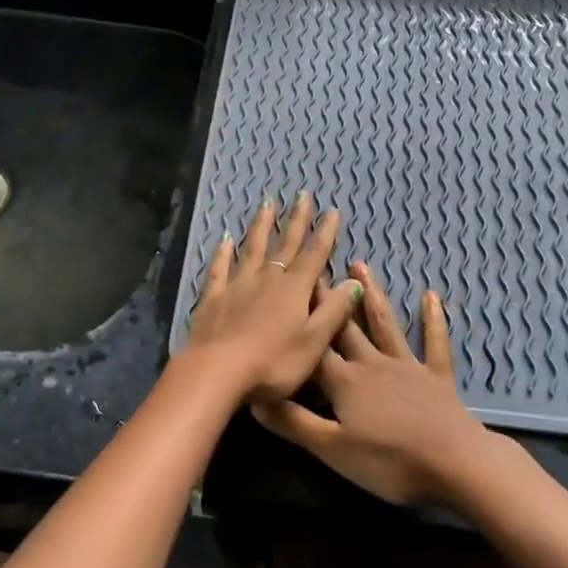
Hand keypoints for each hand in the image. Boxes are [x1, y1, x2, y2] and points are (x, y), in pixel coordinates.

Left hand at [178, 193, 364, 405]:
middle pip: (285, 244)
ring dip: (261, 225)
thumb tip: (354, 282)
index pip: (314, 254)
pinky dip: (223, 252)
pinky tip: (224, 239)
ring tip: (267, 203)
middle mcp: (267, 279)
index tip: (332, 211)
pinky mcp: (213, 297)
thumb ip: (334, 311)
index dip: (325, 233)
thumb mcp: (314, 342)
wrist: (217, 372)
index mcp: (295, 289)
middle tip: (302, 195)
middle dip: (296, 220)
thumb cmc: (273, 363)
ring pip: (252, 248)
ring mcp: (237, 285)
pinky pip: (219, 268)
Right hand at [251, 261, 501, 506]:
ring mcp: (407, 365)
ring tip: (359, 265)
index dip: (299, 322)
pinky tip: (431, 295)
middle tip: (315, 266)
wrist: (455, 463)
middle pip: (344, 327)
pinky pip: (434, 342)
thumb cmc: (389, 461)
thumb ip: (293, 422)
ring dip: (371, 295)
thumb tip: (254, 399)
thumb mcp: (332, 449)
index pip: (313, 347)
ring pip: (383, 324)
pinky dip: (433, 319)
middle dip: (328, 299)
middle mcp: (371, 363)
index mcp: (344, 381)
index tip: (285, 292)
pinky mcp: (437, 376)